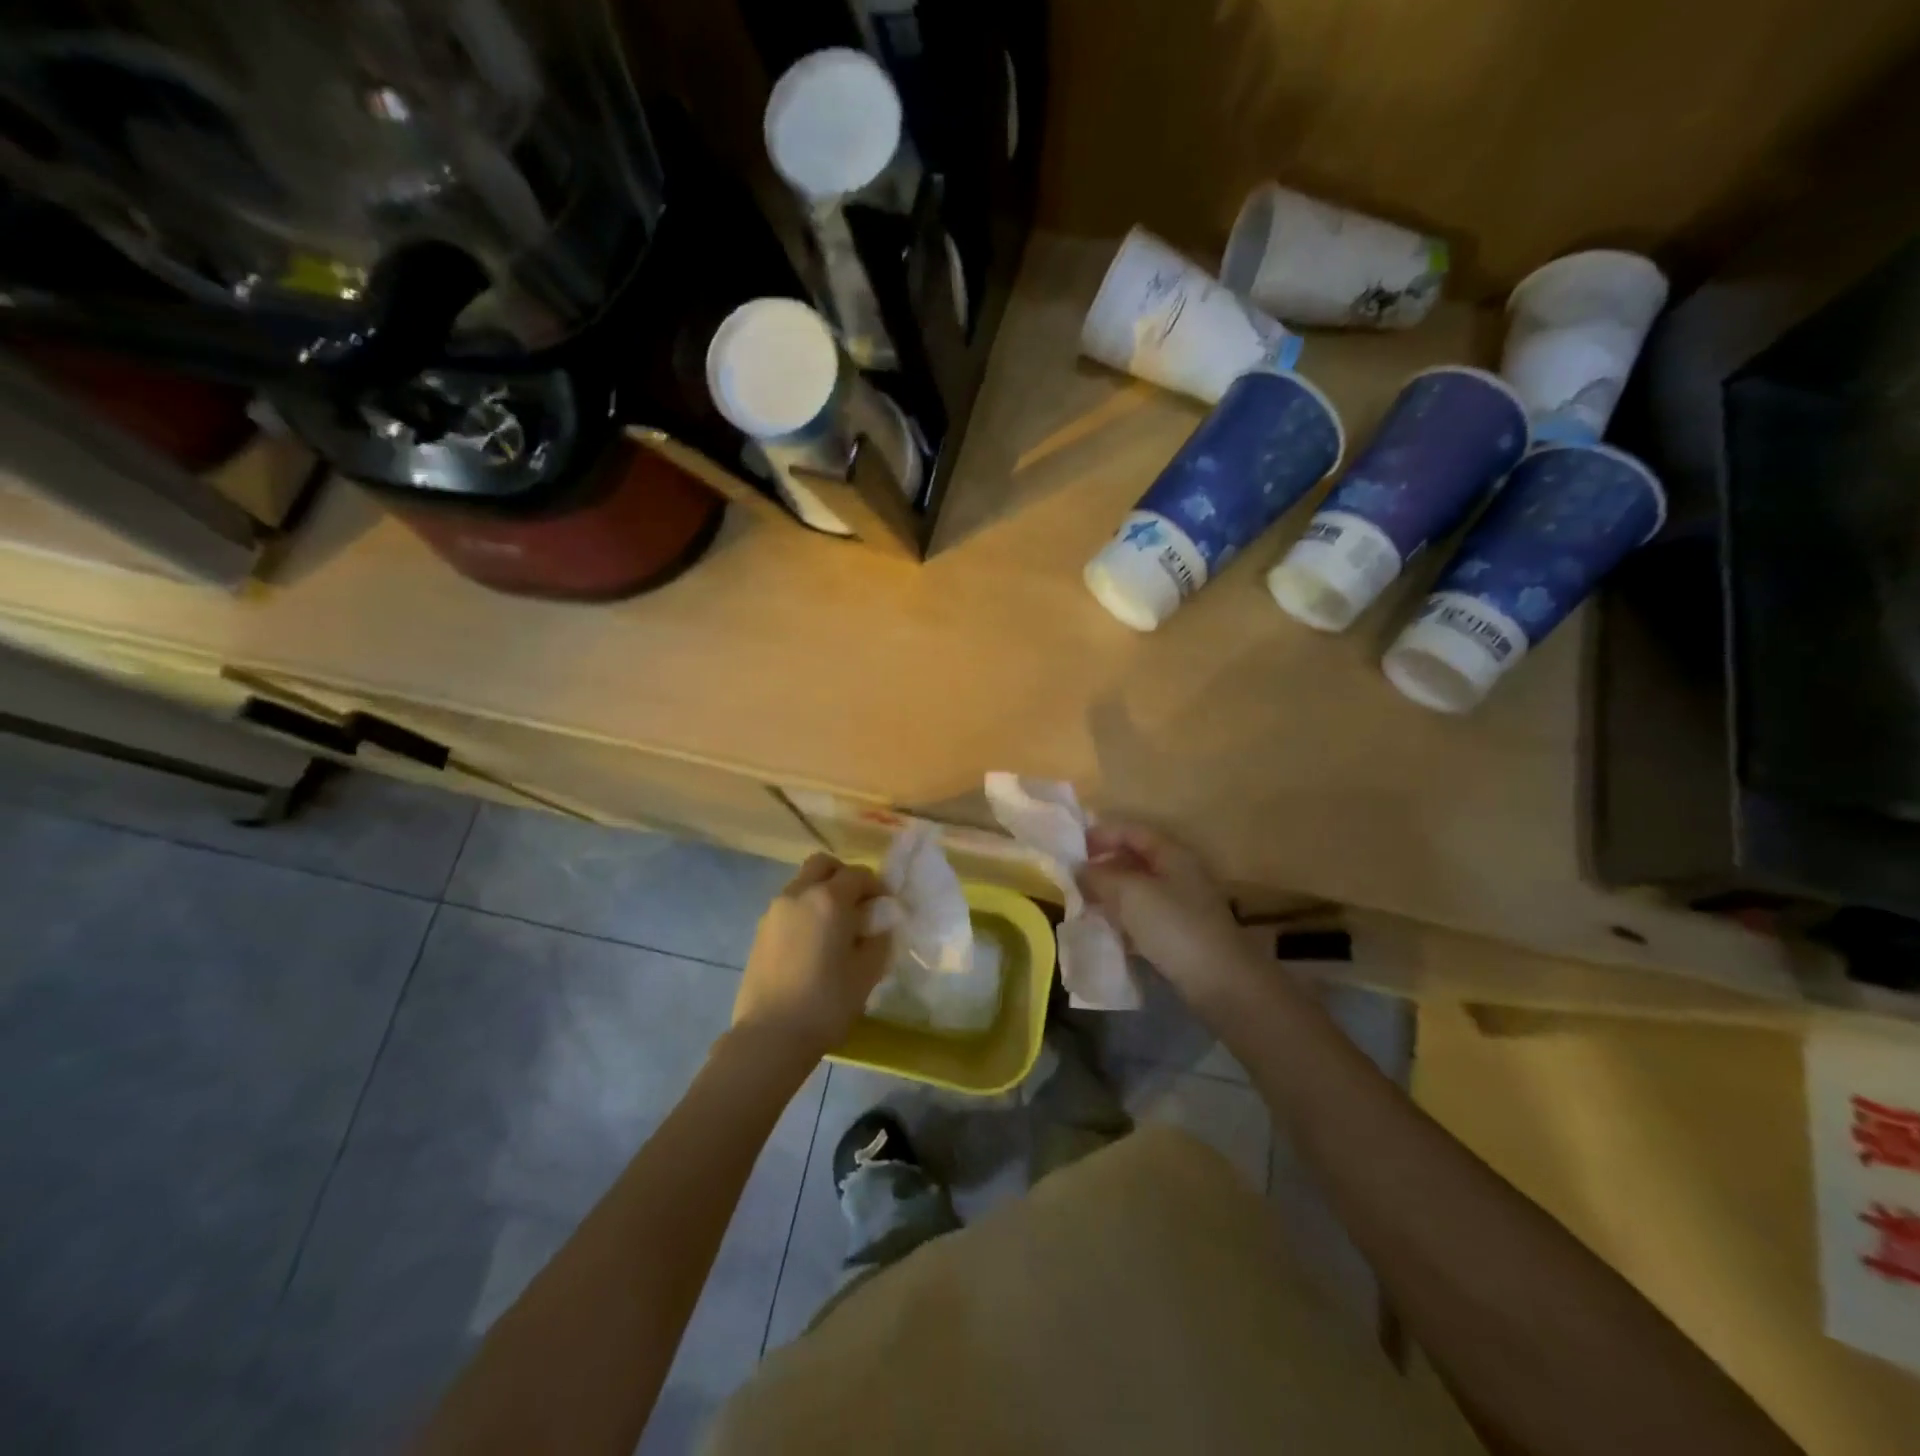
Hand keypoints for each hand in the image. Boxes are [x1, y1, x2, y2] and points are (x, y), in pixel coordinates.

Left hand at [732, 854, 890, 1062]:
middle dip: (843, 876)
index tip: (886, 907)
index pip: (859, 875)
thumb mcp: (867, 972)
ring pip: (802, 884)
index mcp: (829, 899)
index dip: (877, 887)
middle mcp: (799, 894)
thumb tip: (881, 924)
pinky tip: (813, 944)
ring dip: (821, 893)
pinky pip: (788, 907)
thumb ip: (879, 939)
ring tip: (834, 928)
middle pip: (823, 865)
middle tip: (857, 905)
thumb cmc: (827, 1002)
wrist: (770, 1036)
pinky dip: (804, 911)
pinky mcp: (760, 931)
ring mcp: (774, 911)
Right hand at [1079, 822, 1249, 1012]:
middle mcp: (1179, 874)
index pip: (1132, 831)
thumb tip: (1078, 870)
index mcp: (1172, 854)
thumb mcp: (1130, 894)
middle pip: (1135, 859)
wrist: (1220, 982)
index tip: (1073, 848)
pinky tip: (1105, 930)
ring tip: (1082, 904)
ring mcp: (1181, 905)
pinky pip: (1144, 917)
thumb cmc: (1173, 926)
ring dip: (1110, 894)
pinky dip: (1123, 918)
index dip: (1102, 834)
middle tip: (1073, 878)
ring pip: (1138, 890)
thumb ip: (1100, 877)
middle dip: (1103, 866)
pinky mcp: (1180, 934)